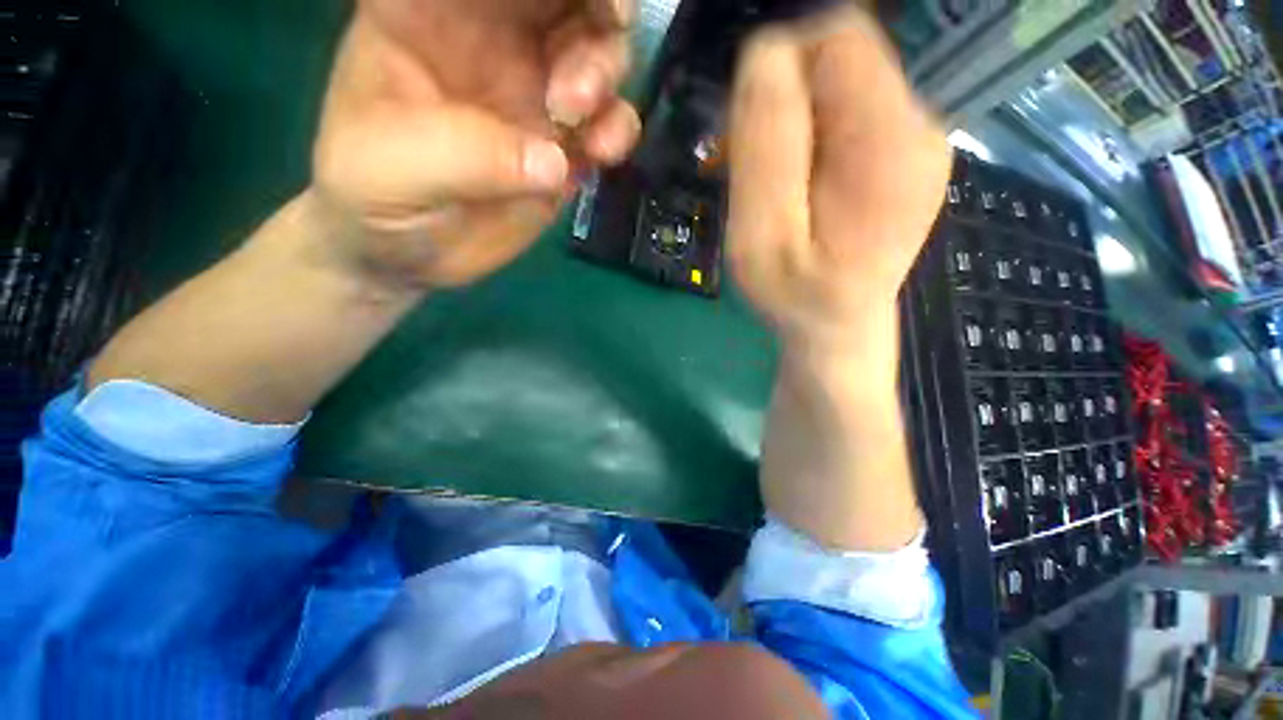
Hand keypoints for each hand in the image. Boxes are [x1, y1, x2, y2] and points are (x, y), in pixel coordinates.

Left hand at [312, 0, 641, 289]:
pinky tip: (601, 153)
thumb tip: (551, 160)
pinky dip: (618, 129)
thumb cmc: (374, 197)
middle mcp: (492, 39)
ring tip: (575, 113)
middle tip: (608, 24)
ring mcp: (534, 94)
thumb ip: (464, 153)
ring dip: (605, 70)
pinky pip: (609, 122)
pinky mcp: (563, 148)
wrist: (408, 253)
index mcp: (430, 11)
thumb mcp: (392, 168)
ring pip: (597, 50)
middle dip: (598, 2)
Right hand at [727, 8, 949, 353]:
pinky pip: (847, 117)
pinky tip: (789, 185)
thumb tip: (765, 54)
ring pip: (839, 88)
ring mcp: (916, 143)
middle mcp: (919, 128)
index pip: (838, 39)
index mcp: (888, 144)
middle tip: (745, 161)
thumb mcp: (762, 236)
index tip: (742, 130)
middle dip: (781, 97)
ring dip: (790, 120)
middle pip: (840, 59)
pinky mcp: (901, 158)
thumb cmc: (795, 298)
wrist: (837, 329)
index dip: (779, 67)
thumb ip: (766, 147)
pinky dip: (808, 138)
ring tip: (765, 181)